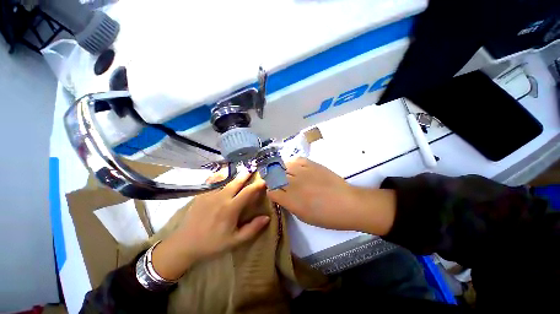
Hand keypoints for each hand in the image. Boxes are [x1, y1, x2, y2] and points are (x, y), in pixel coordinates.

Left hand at [153, 170, 269, 279]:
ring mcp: (210, 194)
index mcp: (230, 208)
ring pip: (225, 180)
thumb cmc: (212, 243)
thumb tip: (267, 217)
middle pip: (236, 182)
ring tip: (240, 169)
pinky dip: (220, 176)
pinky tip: (222, 173)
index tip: (264, 181)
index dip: (257, 185)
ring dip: (234, 174)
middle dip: (246, 174)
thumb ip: (252, 229)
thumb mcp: (234, 241)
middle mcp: (221, 198)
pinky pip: (213, 182)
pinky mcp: (201, 195)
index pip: (248, 192)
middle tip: (252, 168)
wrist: (184, 244)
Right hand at [267, 157, 395, 234]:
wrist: (347, 204)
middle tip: (276, 180)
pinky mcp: (312, 164)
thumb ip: (288, 204)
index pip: (271, 191)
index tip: (272, 191)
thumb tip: (280, 195)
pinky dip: (293, 163)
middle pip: (275, 176)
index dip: (270, 190)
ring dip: (282, 169)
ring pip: (283, 166)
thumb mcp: (303, 216)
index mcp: (290, 200)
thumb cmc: (326, 216)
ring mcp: (302, 172)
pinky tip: (296, 167)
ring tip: (285, 172)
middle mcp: (293, 184)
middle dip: (272, 178)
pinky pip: (297, 160)